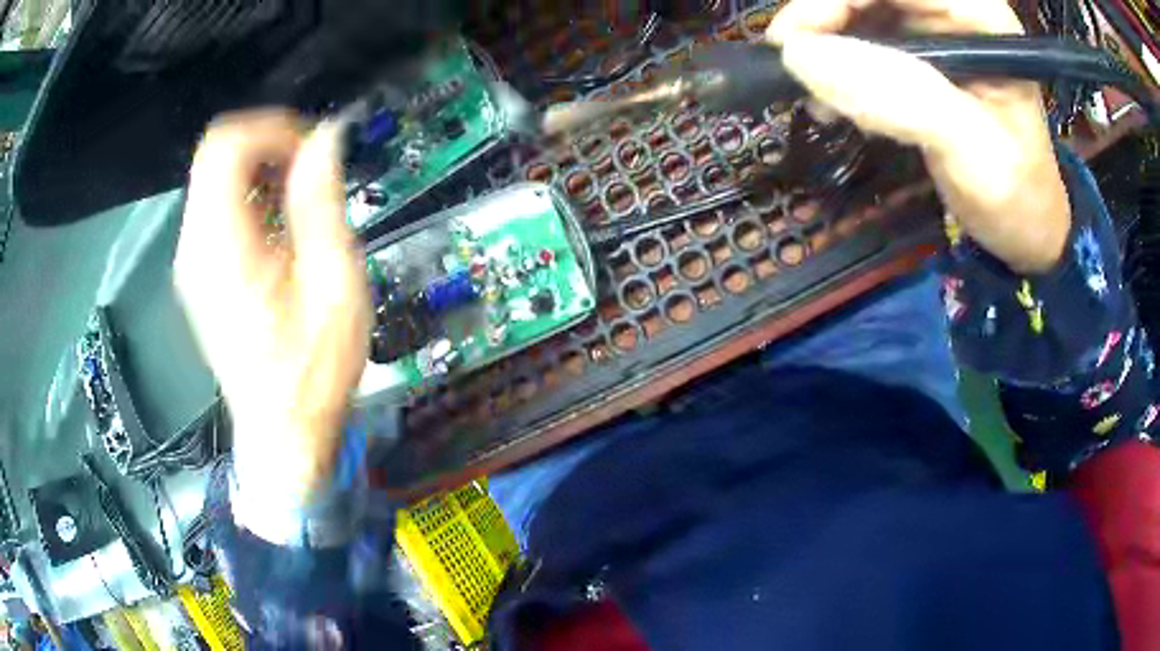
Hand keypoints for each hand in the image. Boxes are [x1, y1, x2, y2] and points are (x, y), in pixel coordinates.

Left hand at [175, 110, 370, 504]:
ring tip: (301, 204)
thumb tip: (325, 140)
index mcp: (223, 247)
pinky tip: (281, 230)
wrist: (282, 433)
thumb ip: (322, 203)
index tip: (312, 150)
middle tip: (310, 172)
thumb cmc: (312, 373)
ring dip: (260, 171)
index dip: (273, 128)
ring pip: (214, 177)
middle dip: (268, 144)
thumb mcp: (334, 285)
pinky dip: (249, 198)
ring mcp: (192, 261)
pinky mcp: (198, 273)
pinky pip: (215, 208)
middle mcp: (195, 247)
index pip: (226, 146)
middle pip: (215, 154)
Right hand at [768, 0, 1070, 272]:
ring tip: (813, 94)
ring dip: (824, 43)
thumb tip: (801, 56)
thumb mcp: (970, 149)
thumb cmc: (1015, 195)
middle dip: (823, 18)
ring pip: (856, 10)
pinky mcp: (918, 54)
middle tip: (792, 64)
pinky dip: (835, 64)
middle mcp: (952, 11)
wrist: (1025, 228)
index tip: (792, 41)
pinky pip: (860, 39)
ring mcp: (933, 30)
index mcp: (979, 15)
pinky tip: (832, 100)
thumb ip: (899, 96)